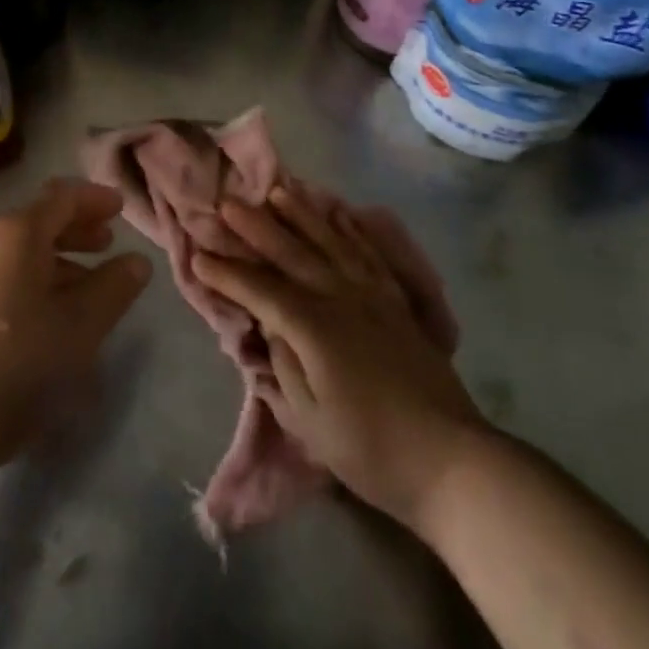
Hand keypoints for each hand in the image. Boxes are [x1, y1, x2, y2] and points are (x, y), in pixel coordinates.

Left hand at [0, 179, 150, 497]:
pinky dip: (17, 289)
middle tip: (104, 248)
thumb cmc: (4, 372)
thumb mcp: (75, 333)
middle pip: (34, 224)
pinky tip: (27, 331)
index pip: (62, 197)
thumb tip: (135, 261)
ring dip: (47, 266)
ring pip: (9, 257)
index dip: (94, 199)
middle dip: (73, 233)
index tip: (119, 209)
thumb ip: (112, 291)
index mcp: (16, 233)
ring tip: (73, 297)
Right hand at [193, 186, 484, 532]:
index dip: (227, 274)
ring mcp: (372, 294)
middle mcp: (341, 297)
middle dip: (256, 228)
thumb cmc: (371, 450)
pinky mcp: (395, 300)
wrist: (450, 458)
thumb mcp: (311, 421)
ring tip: (278, 190)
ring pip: (330, 241)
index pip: (261, 291)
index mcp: (314, 328)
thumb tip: (269, 326)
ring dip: (301, 214)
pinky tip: (339, 214)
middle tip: (228, 203)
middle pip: (292, 253)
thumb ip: (284, 366)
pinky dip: (350, 229)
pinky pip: (368, 252)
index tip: (198, 257)